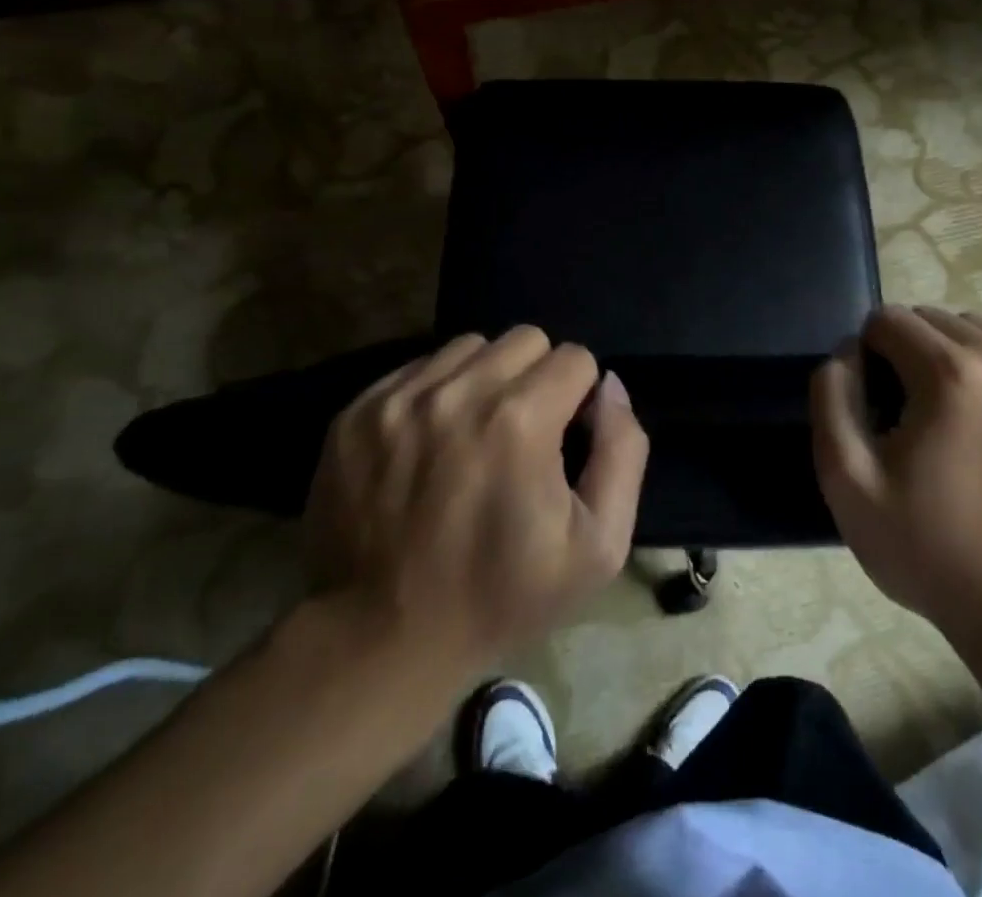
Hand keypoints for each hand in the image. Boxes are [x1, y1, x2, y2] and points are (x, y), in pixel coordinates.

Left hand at [305, 327, 648, 672]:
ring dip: (486, 379)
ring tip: (475, 433)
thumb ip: (623, 450)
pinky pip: (419, 368)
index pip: (575, 358)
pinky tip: (431, 442)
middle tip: (522, 434)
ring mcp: (400, 398)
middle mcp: (458, 392)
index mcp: (520, 420)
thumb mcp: (600, 546)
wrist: (381, 641)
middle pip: (524, 339)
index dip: (580, 398)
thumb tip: (610, 387)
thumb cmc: (501, 596)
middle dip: (537, 378)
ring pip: (470, 347)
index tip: (562, 442)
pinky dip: (437, 392)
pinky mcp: (358, 412)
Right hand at [810, 306, 981, 644]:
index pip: (889, 319)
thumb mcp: (848, 481)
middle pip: (936, 319)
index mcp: (951, 373)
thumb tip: (846, 351)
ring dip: (956, 357)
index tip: (875, 402)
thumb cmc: (931, 550)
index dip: (868, 353)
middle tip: (909, 409)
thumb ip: (832, 397)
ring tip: (954, 415)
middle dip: (910, 349)